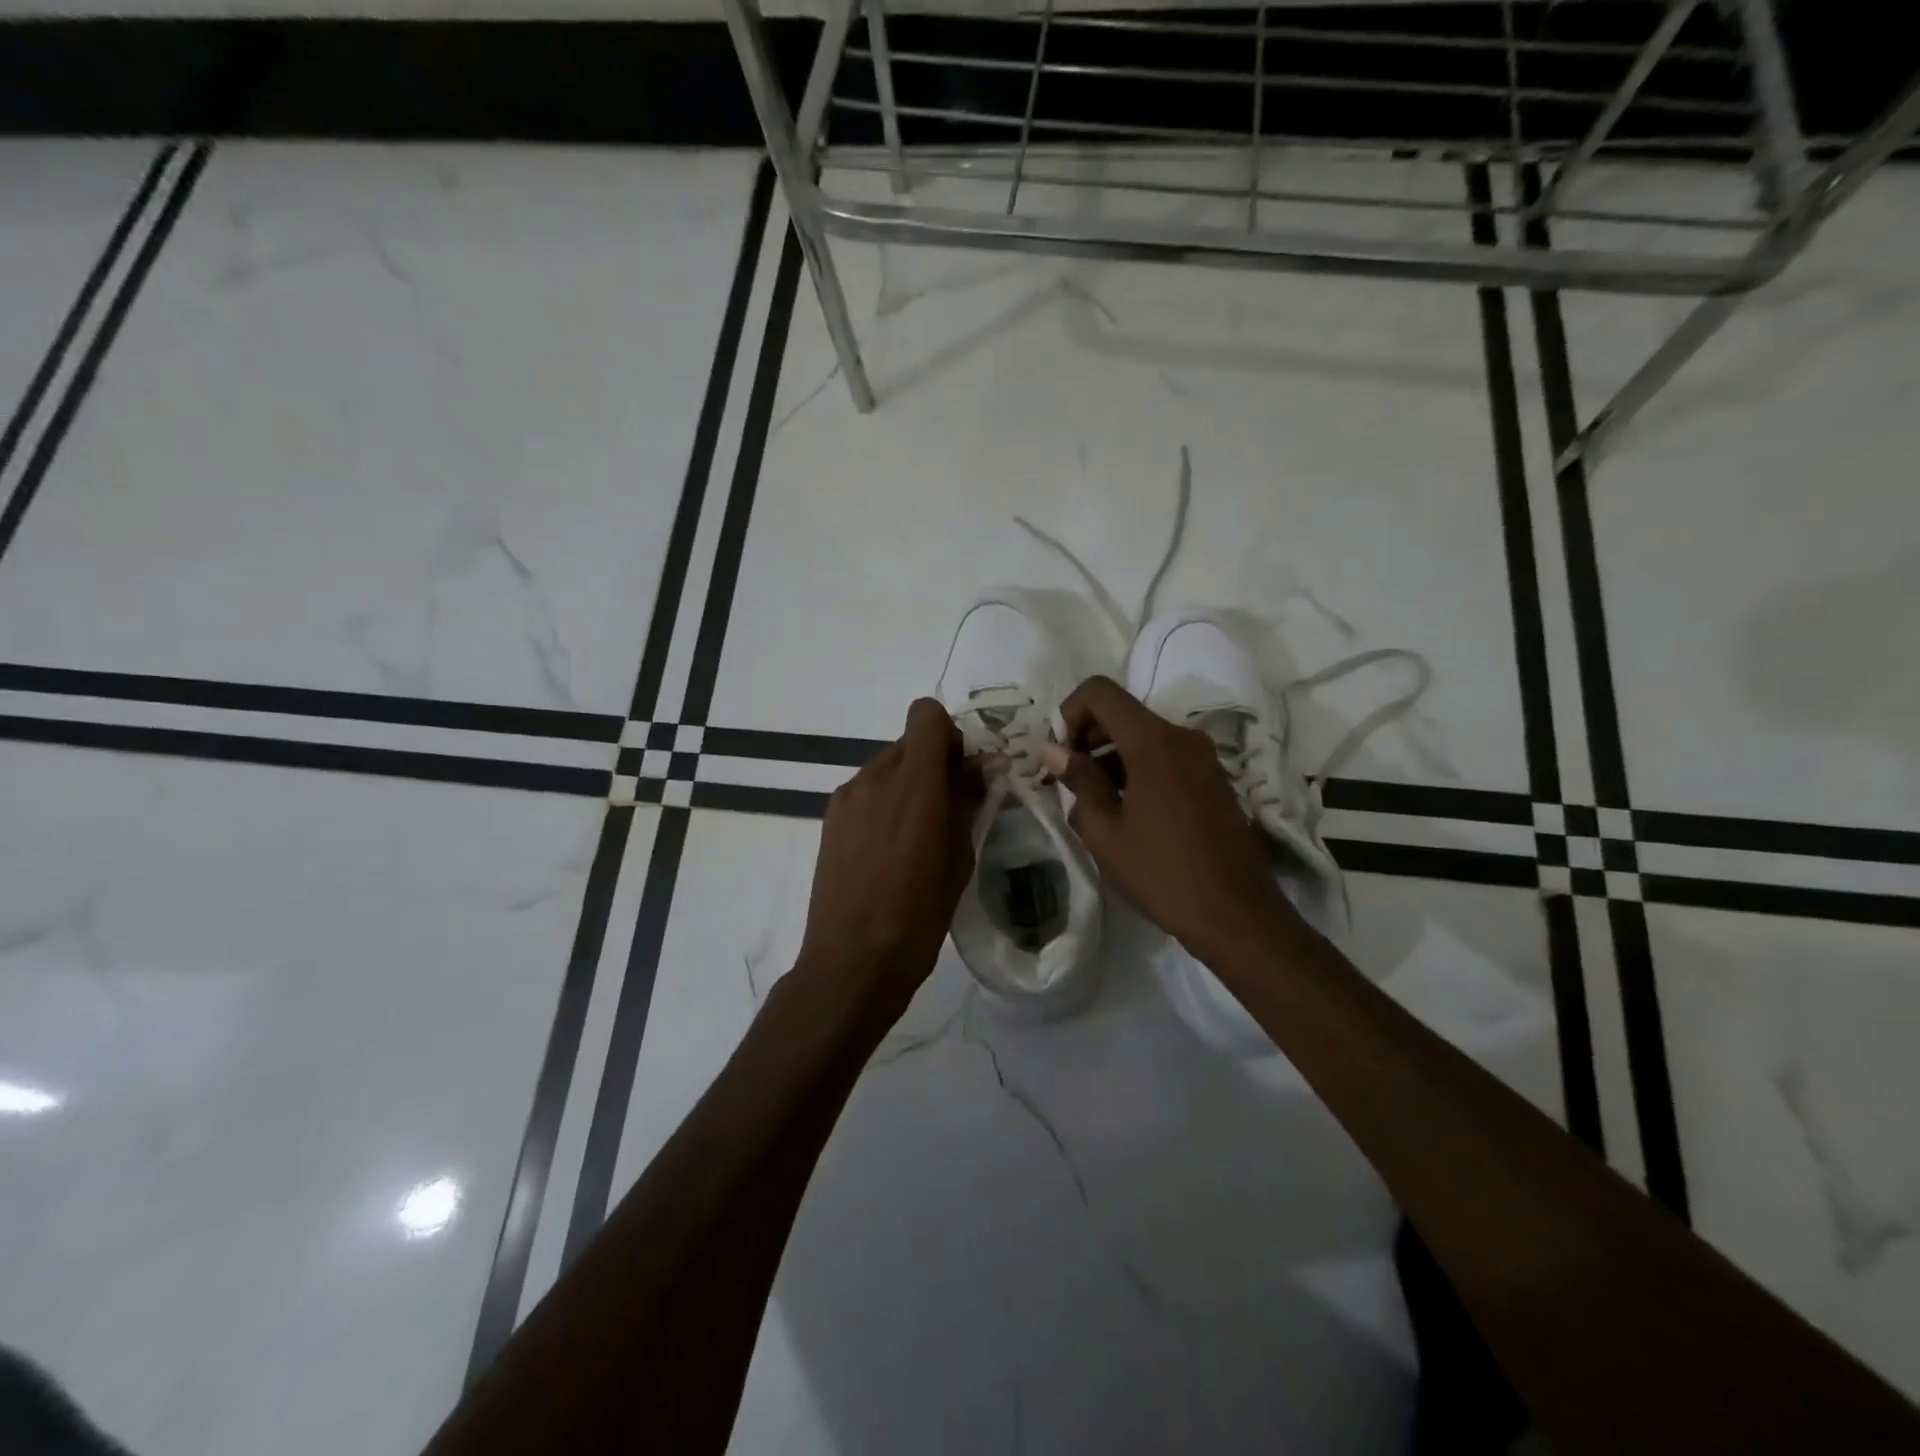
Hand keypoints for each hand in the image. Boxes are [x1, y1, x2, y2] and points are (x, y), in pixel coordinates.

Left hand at [796, 698, 981, 1017]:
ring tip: (916, 835)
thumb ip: (970, 800)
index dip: (949, 735)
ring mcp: (847, 796)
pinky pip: (866, 790)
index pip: (926, 715)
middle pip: (909, 741)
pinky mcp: (830, 817)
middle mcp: (875, 777)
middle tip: (948, 808)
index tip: (962, 773)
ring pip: (887, 766)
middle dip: (933, 762)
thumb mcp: (959, 857)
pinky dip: (884, 802)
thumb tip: (988, 764)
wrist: (852, 960)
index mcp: (914, 783)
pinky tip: (888, 848)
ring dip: (908, 783)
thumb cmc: (918, 914)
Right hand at [1043, 675, 1297, 968]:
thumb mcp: (1105, 831)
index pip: (1100, 692)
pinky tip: (1125, 811)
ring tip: (1091, 802)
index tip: (1058, 756)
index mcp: (1153, 741)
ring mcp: (1203, 757)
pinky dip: (1136, 769)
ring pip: (1143, 735)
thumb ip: (1078, 780)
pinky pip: (1165, 756)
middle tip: (1064, 780)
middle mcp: (1181, 736)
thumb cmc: (1162, 873)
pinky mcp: (1213, 779)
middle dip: (1086, 736)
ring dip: (1110, 756)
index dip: (1068, 713)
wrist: (1237, 915)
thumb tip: (1052, 750)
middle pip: (1122, 712)